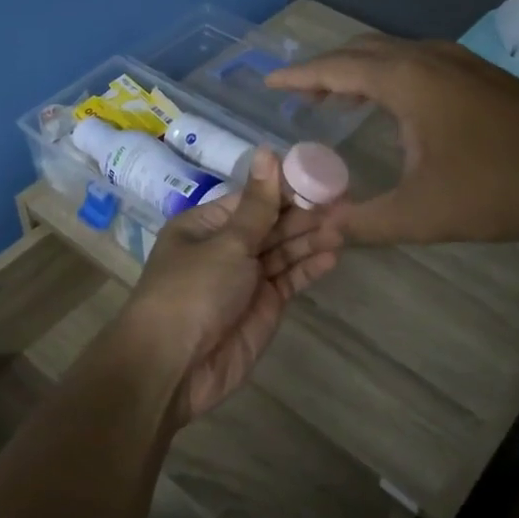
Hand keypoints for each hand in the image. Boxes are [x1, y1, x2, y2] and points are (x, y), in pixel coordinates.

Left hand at [121, 148, 340, 423]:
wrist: (173, 366)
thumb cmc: (192, 291)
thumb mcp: (226, 242)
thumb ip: (258, 204)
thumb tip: (267, 151)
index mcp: (206, 225)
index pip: (252, 199)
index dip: (285, 188)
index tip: (320, 176)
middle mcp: (225, 248)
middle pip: (271, 224)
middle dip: (304, 214)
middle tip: (344, 202)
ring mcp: (245, 279)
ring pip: (283, 251)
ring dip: (311, 239)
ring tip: (345, 226)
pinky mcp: (262, 308)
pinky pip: (288, 280)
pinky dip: (308, 268)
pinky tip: (332, 255)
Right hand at [264, 35, 518, 245]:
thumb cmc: (500, 187)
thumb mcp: (422, 214)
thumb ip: (364, 222)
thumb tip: (320, 229)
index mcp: (407, 80)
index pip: (336, 67)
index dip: (298, 76)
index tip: (268, 82)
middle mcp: (428, 58)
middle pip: (361, 51)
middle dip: (324, 69)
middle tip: (296, 96)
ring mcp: (459, 62)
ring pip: (392, 54)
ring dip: (357, 71)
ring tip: (333, 99)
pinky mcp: (480, 75)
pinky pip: (416, 63)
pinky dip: (386, 76)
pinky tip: (390, 106)